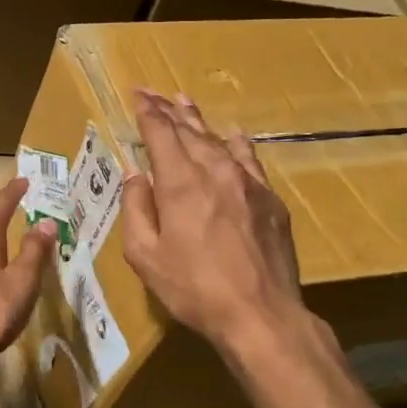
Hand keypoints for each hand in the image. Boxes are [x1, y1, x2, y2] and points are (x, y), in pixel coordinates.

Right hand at [123, 90, 312, 356]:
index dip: (147, 112)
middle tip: (153, 93)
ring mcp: (248, 184)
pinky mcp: (270, 200)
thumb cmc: (193, 288)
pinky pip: (250, 159)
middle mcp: (215, 172)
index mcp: (180, 183)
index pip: (160, 134)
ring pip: (219, 141)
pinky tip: (234, 134)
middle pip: (189, 131)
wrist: (261, 314)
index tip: (137, 94)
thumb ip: (137, 208)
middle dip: (168, 110)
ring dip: (199, 121)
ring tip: (184, 102)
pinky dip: (237, 143)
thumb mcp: (146, 255)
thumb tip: (136, 174)